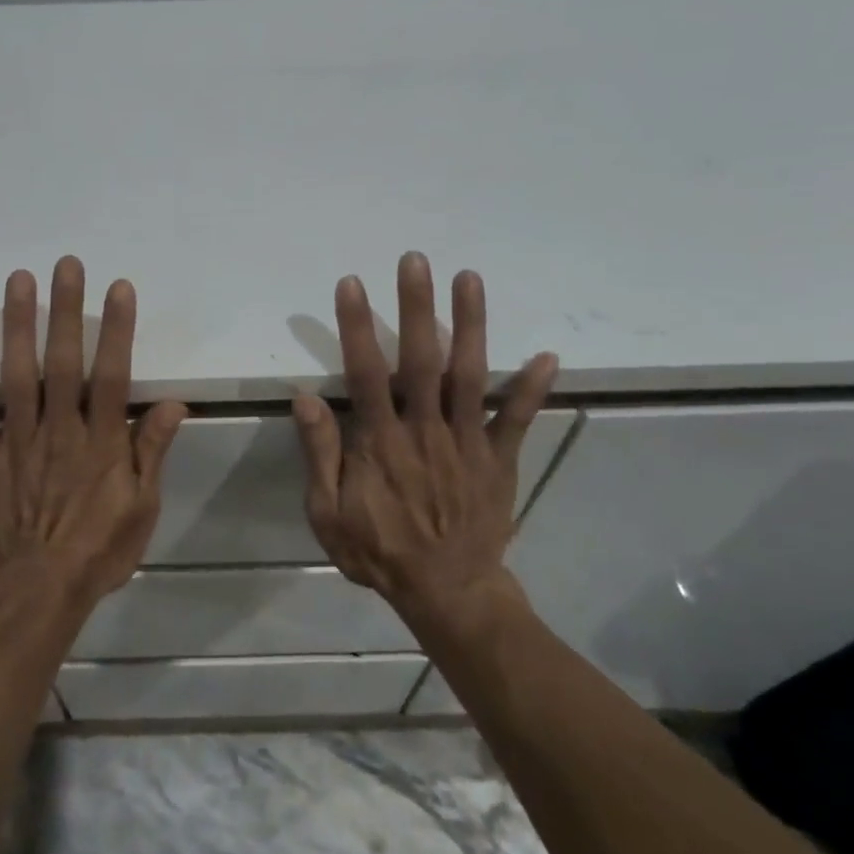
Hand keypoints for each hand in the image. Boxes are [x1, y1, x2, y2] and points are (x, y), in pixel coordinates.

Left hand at [0, 257, 188, 607]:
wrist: (35, 594)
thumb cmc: (96, 552)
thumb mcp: (141, 509)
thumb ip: (152, 452)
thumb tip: (173, 404)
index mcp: (101, 442)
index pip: (111, 374)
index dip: (116, 329)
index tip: (117, 288)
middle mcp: (59, 429)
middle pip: (64, 361)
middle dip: (66, 310)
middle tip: (65, 264)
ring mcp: (16, 440)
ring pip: (18, 373)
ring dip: (17, 325)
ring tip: (18, 280)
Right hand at [292, 252, 557, 622]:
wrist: (446, 593)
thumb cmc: (380, 551)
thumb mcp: (329, 514)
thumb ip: (320, 455)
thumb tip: (306, 398)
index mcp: (381, 443)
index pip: (366, 373)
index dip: (357, 326)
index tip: (352, 283)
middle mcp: (425, 431)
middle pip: (421, 360)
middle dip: (416, 307)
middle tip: (416, 260)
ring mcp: (467, 442)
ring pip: (471, 376)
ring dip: (470, 325)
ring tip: (470, 278)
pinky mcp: (499, 459)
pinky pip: (518, 420)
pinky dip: (533, 388)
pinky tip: (548, 354)